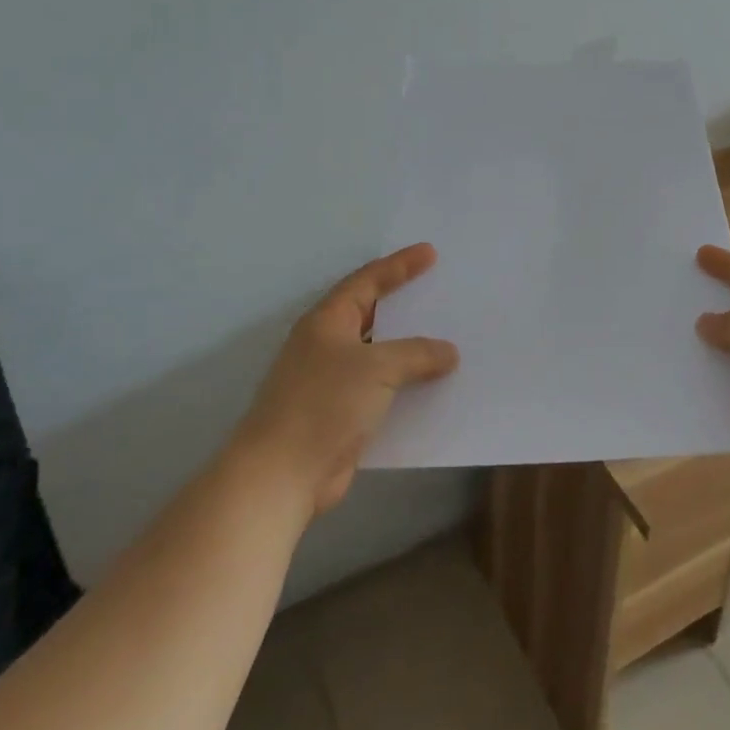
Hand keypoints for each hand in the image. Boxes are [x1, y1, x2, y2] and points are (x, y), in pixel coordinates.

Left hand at [239, 244, 458, 515]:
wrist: (281, 476)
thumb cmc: (323, 405)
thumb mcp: (376, 368)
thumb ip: (417, 354)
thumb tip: (449, 352)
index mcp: (327, 322)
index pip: (367, 282)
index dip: (399, 266)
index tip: (430, 253)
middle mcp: (326, 346)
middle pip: (372, 315)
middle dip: (405, 304)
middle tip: (440, 291)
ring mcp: (331, 382)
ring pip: (379, 355)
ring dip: (410, 349)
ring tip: (447, 337)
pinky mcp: (340, 415)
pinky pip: (382, 390)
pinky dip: (406, 385)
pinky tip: (433, 386)